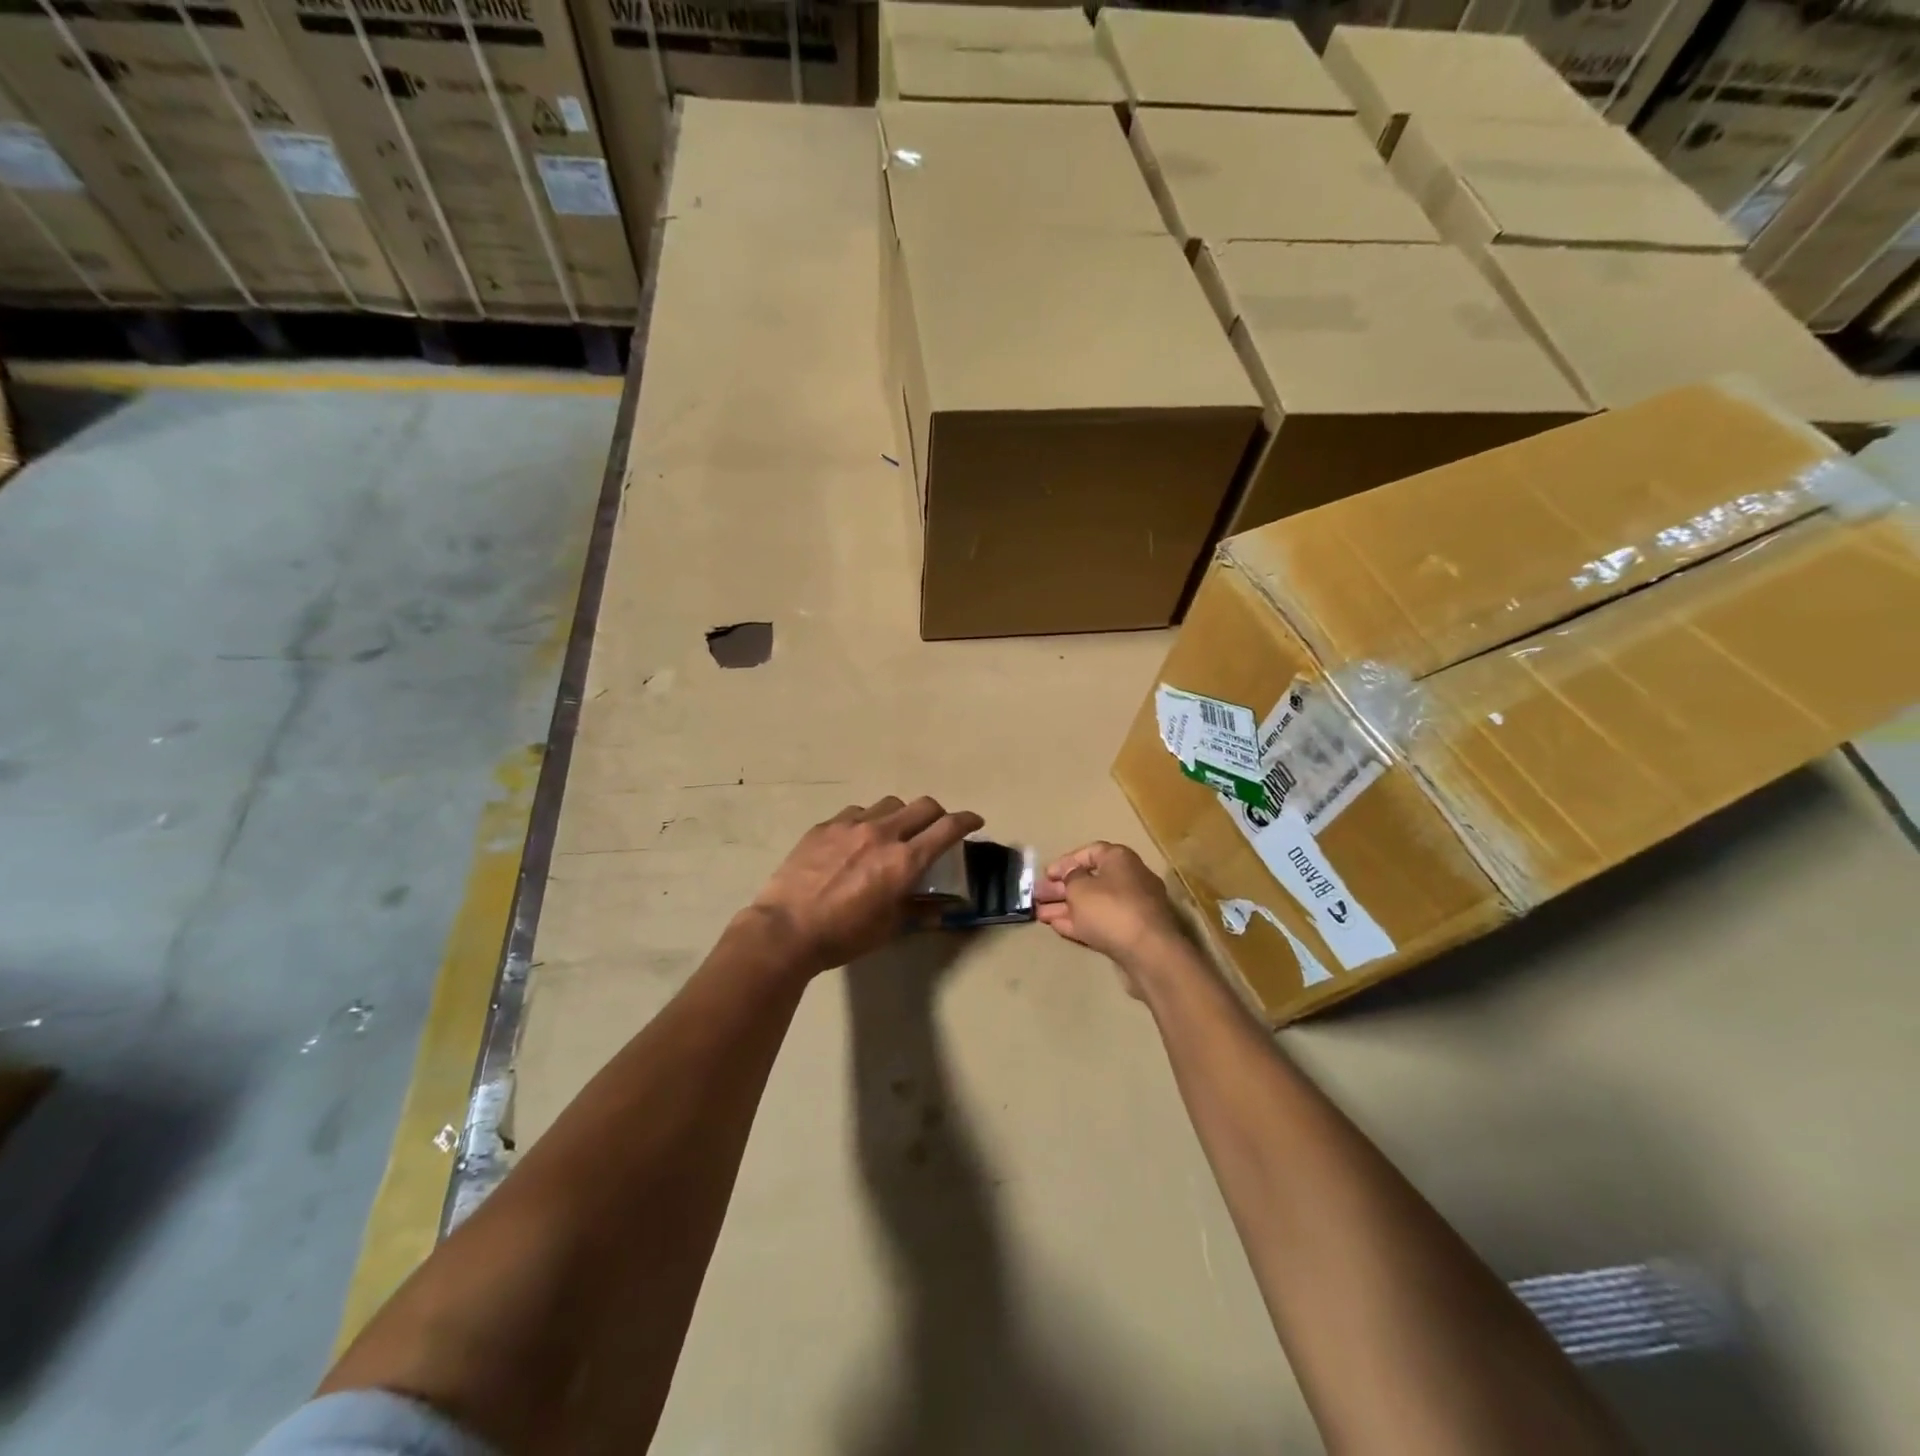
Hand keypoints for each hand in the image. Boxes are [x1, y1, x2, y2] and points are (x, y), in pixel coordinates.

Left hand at [748, 796, 983, 976]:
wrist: (785, 929)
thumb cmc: (843, 936)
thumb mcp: (888, 928)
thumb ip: (918, 911)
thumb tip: (940, 909)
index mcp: (905, 861)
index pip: (948, 828)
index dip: (967, 821)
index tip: (975, 821)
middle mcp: (883, 833)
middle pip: (923, 806)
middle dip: (938, 814)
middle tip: (936, 828)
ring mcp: (851, 825)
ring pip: (889, 804)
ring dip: (901, 815)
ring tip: (893, 832)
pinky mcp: (825, 825)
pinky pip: (856, 812)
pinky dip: (867, 821)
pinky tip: (856, 839)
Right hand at [1035, 842, 1183, 977]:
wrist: (1148, 953)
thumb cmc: (1110, 909)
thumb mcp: (1080, 888)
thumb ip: (1070, 877)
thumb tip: (1072, 875)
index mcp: (1120, 860)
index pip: (1090, 852)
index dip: (1066, 862)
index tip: (1046, 874)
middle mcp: (1129, 879)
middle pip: (1090, 879)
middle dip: (1061, 888)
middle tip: (1037, 895)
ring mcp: (1131, 908)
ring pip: (1093, 904)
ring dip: (1066, 907)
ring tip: (1039, 914)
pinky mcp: (1130, 933)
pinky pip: (1100, 922)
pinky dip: (1079, 922)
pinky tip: (1057, 926)